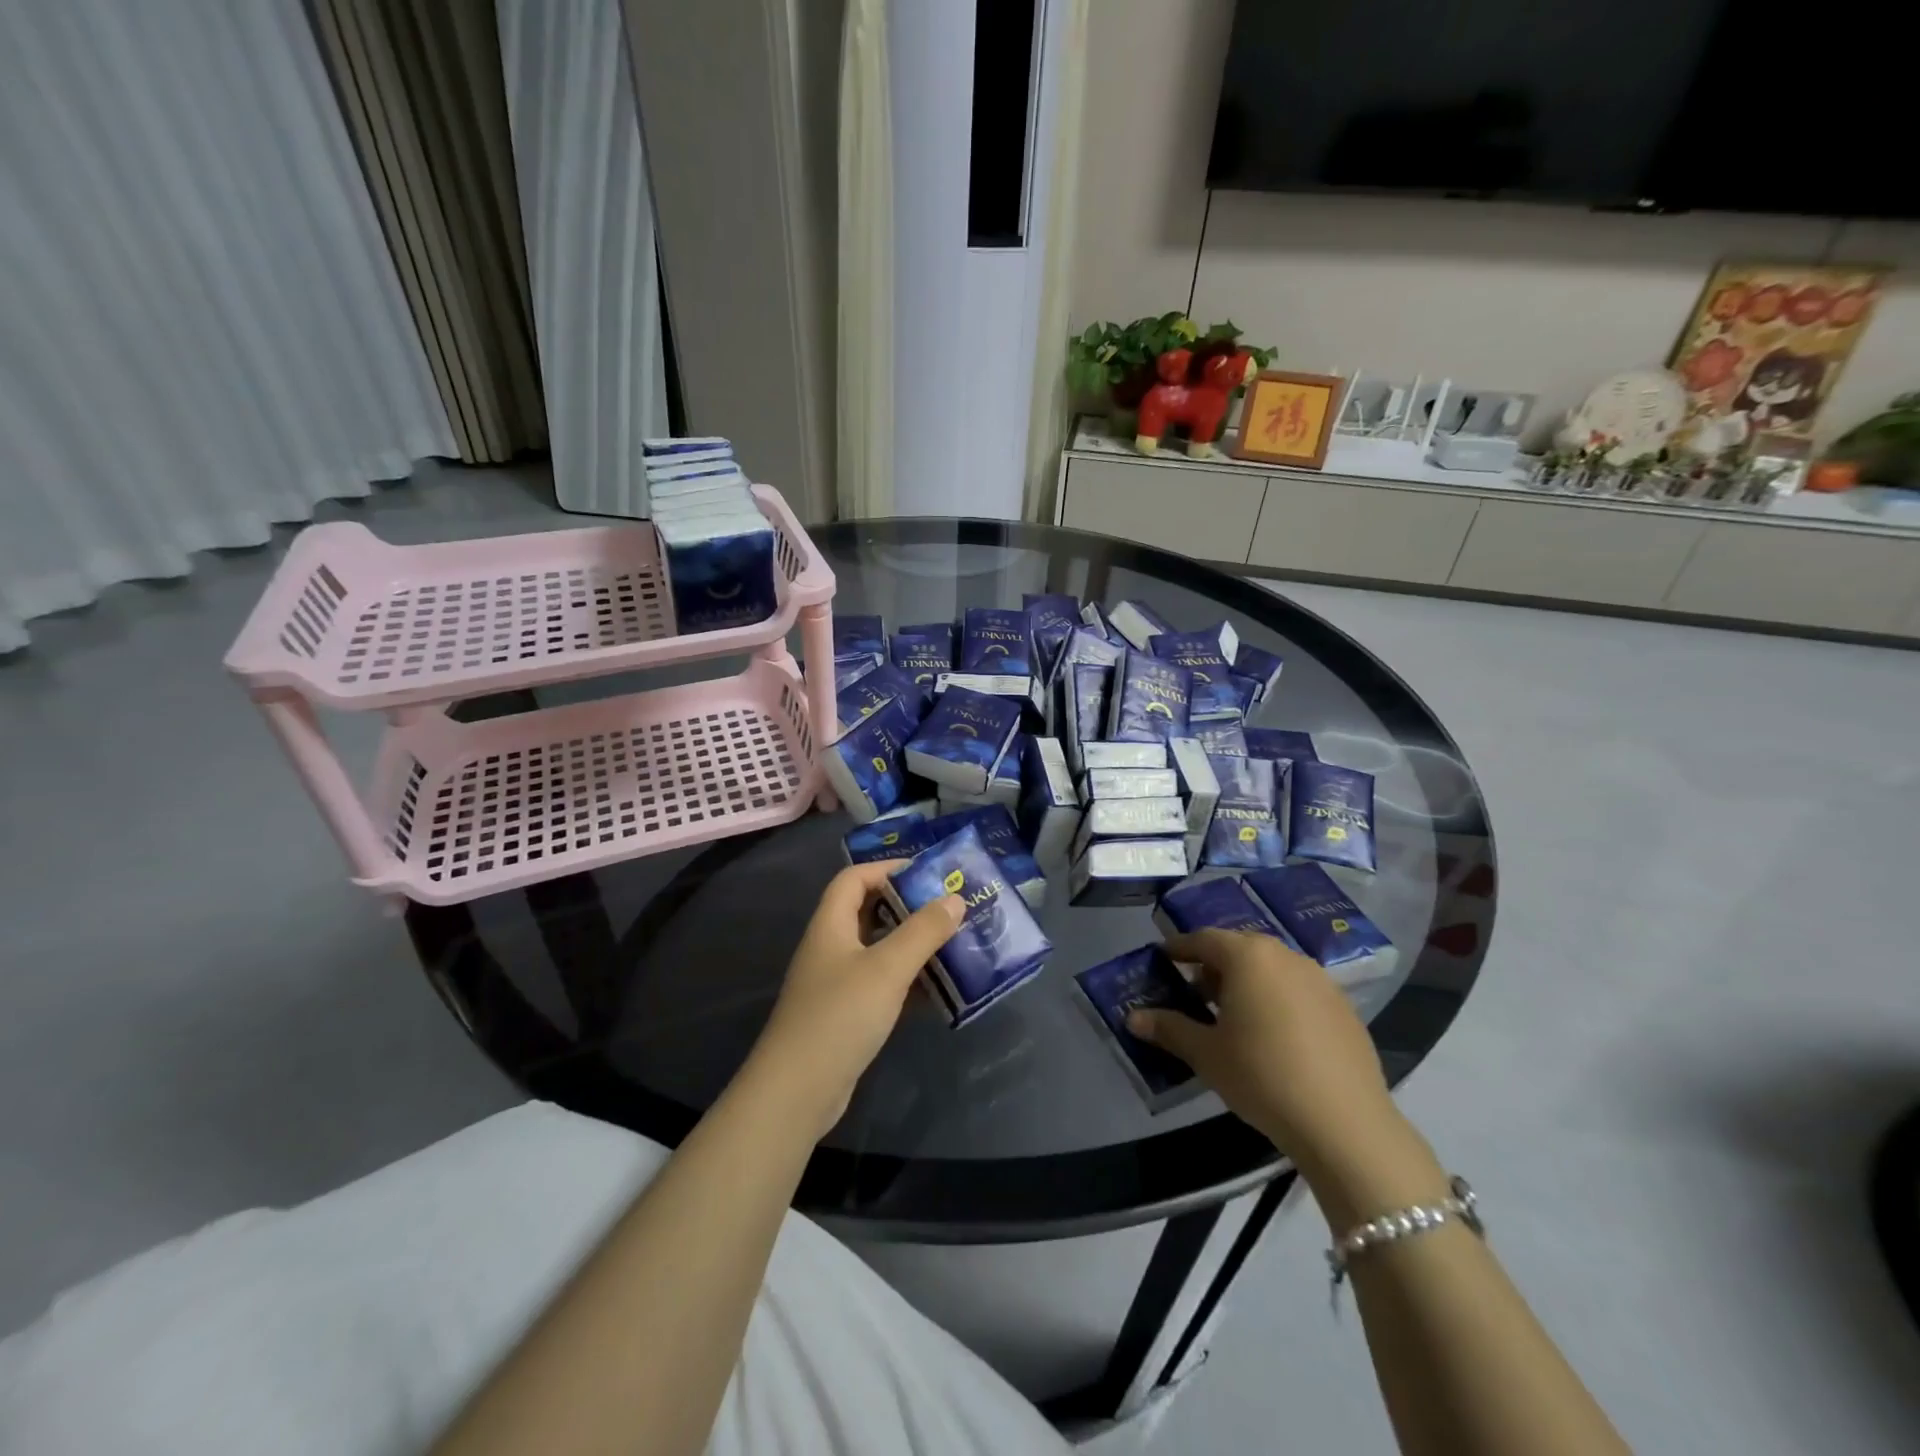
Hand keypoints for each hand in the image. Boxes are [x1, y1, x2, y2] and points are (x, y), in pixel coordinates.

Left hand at [747, 861, 963, 1140]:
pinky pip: (882, 984)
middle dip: (908, 906)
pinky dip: (908, 981)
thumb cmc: (840, 1016)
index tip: (928, 872)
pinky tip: (939, 988)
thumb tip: (954, 898)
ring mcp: (837, 983)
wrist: (797, 1092)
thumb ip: (923, 931)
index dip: (887, 868)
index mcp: (831, 925)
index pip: (854, 878)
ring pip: (879, 950)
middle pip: (869, 912)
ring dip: (912, 945)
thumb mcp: (887, 968)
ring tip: (953, 942)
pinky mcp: (847, 1015)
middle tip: (949, 907)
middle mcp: (831, 947)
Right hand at [1128, 930, 1407, 1176]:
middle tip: (1194, 991)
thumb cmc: (1262, 1076)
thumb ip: (1169, 1029)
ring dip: (1247, 982)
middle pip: (1240, 949)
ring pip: (1271, 968)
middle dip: (1213, 965)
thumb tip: (1133, 1018)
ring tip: (1232, 1015)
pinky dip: (1278, 999)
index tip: (1163, 957)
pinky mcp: (1344, 1007)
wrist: (1345, 1123)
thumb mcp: (1206, 1054)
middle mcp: (1285, 956)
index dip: (1180, 947)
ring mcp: (1320, 980)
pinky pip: (1298, 990)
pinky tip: (1273, 1035)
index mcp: (1248, 957)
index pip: (1204, 939)